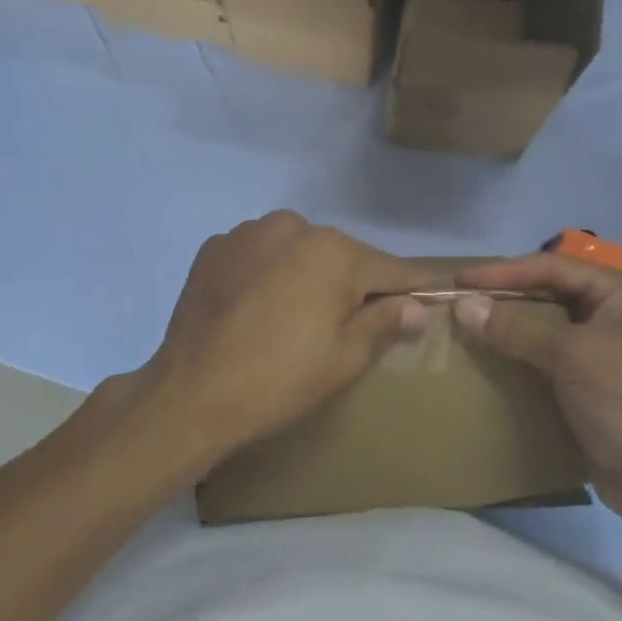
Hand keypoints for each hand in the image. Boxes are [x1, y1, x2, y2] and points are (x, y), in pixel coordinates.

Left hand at [143, 212, 429, 468]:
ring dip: (306, 273)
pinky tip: (256, 306)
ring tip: (294, 315)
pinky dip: (268, 272)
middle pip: (341, 255)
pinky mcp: (215, 247)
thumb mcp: (345, 359)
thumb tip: (416, 306)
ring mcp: (249, 232)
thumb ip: (385, 322)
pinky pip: (259, 253)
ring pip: (298, 250)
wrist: (191, 393)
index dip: (411, 286)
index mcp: (334, 252)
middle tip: (348, 322)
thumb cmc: (280, 379)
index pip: (389, 268)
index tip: (430, 294)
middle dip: (352, 283)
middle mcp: (294, 226)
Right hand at [452, 255, 621, 531]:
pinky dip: (523, 360)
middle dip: (506, 298)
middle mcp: (616, 316)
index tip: (460, 281)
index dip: (504, 271)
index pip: (553, 267)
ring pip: (549, 329)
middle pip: (551, 294)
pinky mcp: (595, 387)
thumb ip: (517, 327)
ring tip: (469, 331)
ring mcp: (607, 354)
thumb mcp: (572, 356)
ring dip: (511, 330)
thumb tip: (464, 306)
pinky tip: (494, 365)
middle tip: (461, 303)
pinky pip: (551, 362)